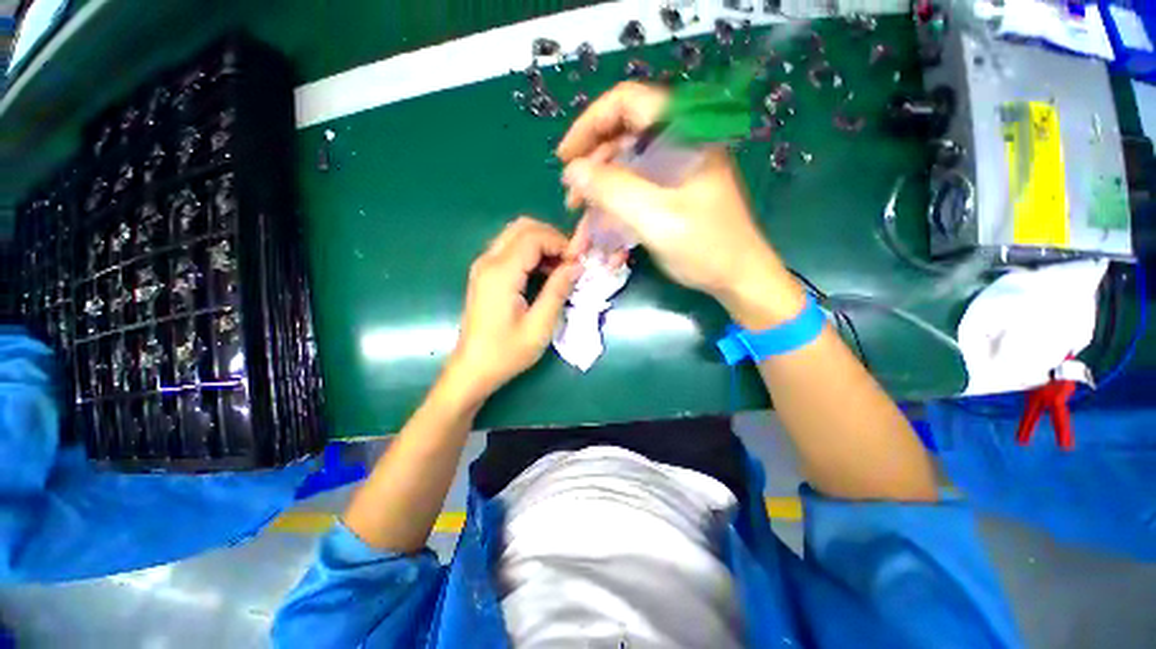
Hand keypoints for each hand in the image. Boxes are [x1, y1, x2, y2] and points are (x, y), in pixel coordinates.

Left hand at [444, 218, 580, 403]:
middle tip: (570, 261)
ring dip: (541, 244)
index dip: (560, 242)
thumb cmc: (506, 352)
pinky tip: (544, 273)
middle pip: (522, 227)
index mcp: (501, 273)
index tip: (578, 261)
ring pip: (515, 235)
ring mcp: (483, 266)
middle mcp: (488, 262)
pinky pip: (510, 249)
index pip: (533, 237)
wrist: (472, 369)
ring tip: (561, 268)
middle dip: (551, 237)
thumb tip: (576, 265)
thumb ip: (558, 291)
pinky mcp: (484, 274)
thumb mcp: (540, 326)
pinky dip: (530, 253)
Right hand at [557, 82, 803, 327]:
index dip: (590, 124)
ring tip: (583, 236)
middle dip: (592, 174)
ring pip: (624, 175)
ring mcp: (674, 172)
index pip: (627, 103)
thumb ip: (612, 190)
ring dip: (600, 205)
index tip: (566, 157)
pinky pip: (635, 197)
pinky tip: (607, 247)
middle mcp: (678, 145)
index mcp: (683, 133)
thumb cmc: (705, 246)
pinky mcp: (671, 196)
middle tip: (571, 202)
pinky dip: (617, 219)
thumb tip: (572, 170)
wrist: (737, 278)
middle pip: (621, 141)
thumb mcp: (655, 218)